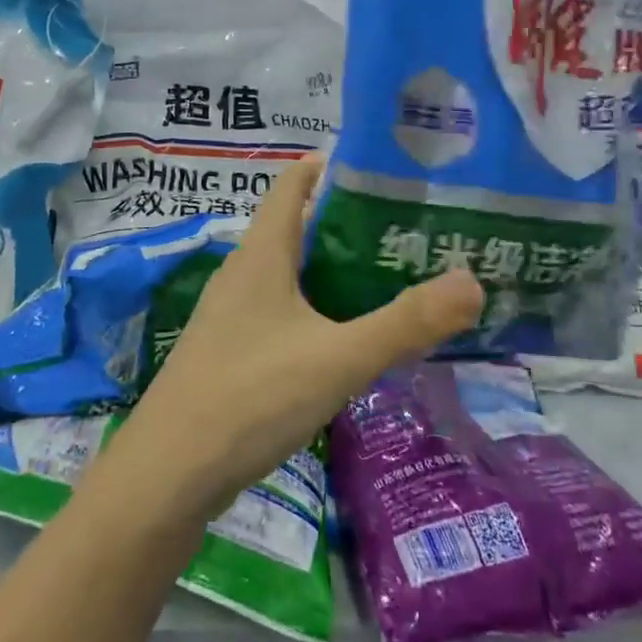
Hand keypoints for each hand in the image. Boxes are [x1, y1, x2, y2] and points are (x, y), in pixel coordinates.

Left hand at [107, 158, 482, 515]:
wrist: (168, 474)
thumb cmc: (251, 397)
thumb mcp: (338, 358)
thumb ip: (405, 323)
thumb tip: (472, 281)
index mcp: (261, 253)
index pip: (293, 184)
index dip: (333, 167)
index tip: (386, 171)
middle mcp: (242, 273)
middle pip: (297, 228)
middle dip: (350, 225)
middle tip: (410, 233)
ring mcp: (231, 314)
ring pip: (291, 275)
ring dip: (335, 272)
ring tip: (391, 282)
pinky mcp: (230, 352)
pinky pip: (281, 313)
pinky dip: (316, 311)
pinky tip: (347, 341)